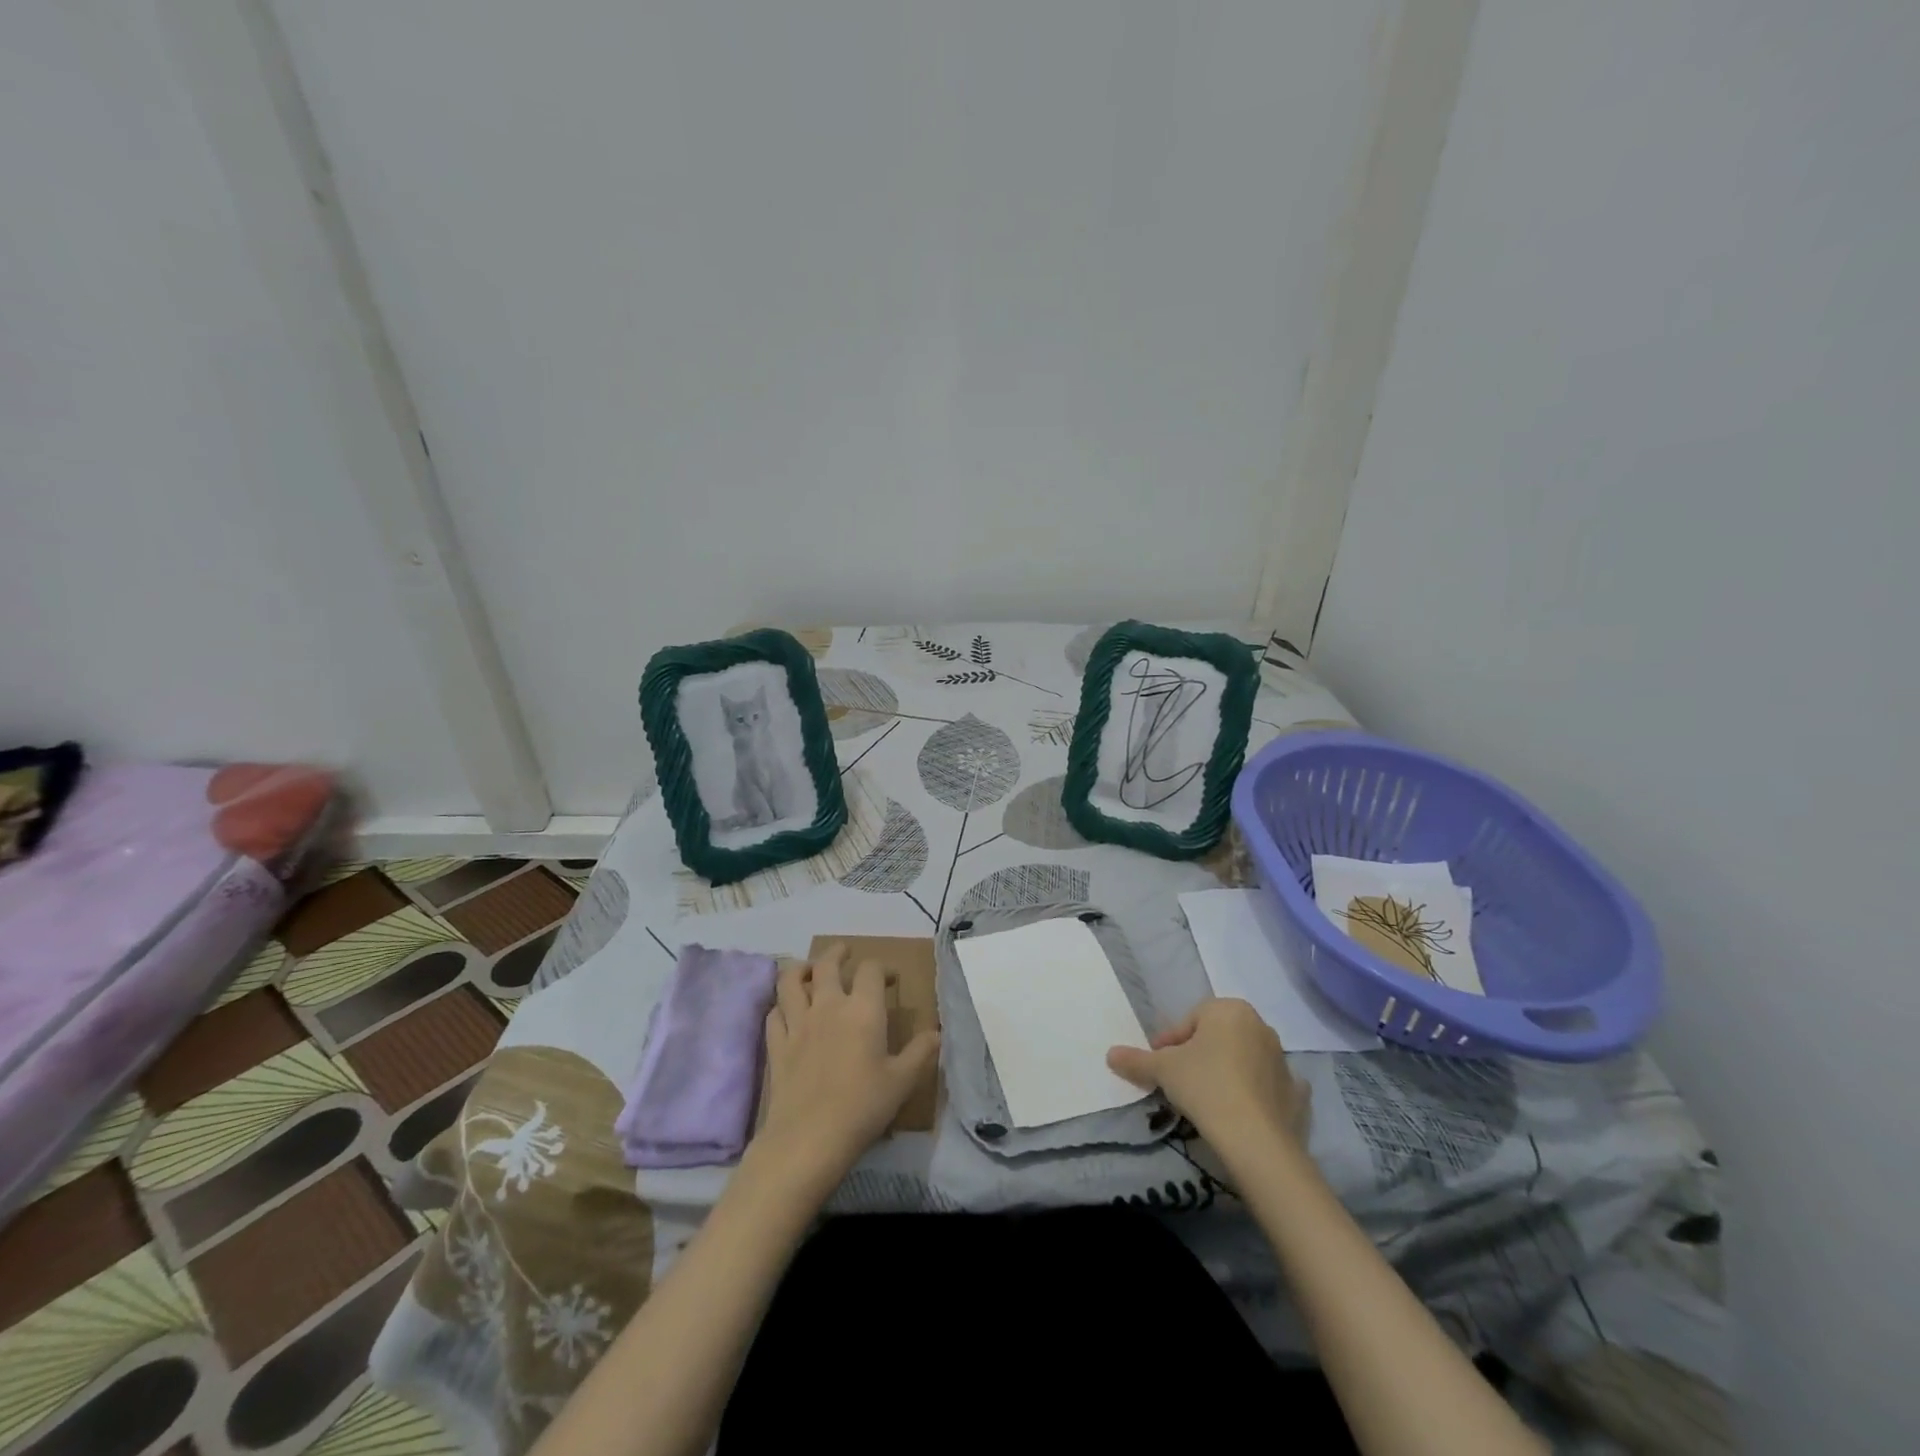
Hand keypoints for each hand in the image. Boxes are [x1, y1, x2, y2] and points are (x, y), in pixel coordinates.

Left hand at [756, 944, 939, 1191]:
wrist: (809, 1138)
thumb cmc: (863, 1106)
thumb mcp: (902, 1081)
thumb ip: (921, 1052)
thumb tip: (937, 1031)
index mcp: (863, 1010)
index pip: (871, 970)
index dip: (882, 968)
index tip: (890, 978)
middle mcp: (828, 1006)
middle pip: (827, 964)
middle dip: (837, 953)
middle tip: (844, 953)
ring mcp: (797, 1024)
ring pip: (791, 981)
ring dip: (801, 970)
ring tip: (808, 970)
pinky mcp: (777, 1045)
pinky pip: (774, 1014)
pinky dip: (781, 1006)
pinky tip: (787, 1012)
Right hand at [1108, 998, 1305, 1153]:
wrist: (1256, 1140)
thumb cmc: (1205, 1087)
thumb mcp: (1163, 1070)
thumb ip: (1136, 1059)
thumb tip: (1110, 1054)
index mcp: (1229, 1010)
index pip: (1190, 1019)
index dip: (1171, 1042)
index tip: (1159, 1065)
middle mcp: (1260, 1026)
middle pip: (1219, 1036)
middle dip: (1200, 1053)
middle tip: (1181, 1080)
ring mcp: (1283, 1060)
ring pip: (1246, 1059)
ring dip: (1228, 1071)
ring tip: (1208, 1099)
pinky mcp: (1297, 1093)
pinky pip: (1272, 1085)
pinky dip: (1260, 1093)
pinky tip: (1247, 1109)